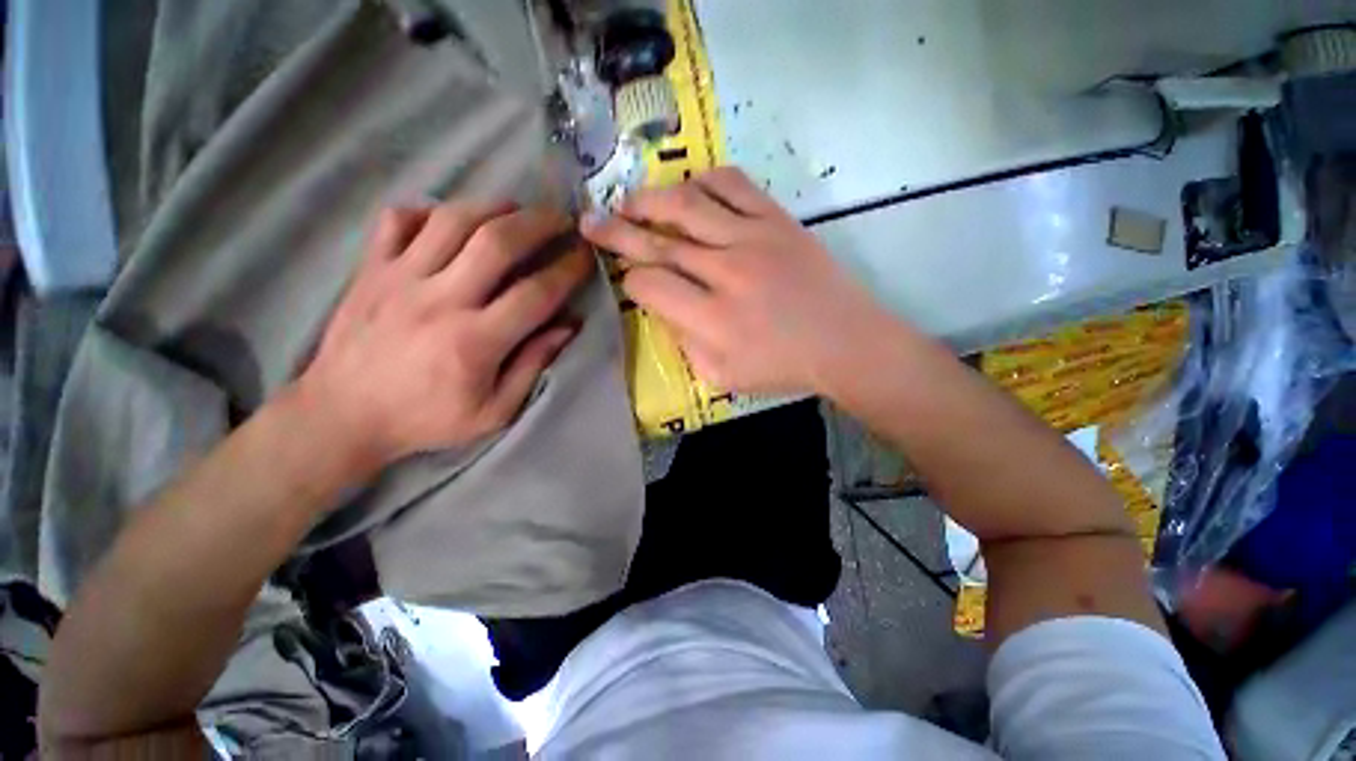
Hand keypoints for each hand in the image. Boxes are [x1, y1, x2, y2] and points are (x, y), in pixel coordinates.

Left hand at [297, 200, 591, 466]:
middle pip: (497, 241)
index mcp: (475, 341)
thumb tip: (568, 326)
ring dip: (493, 207)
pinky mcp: (370, 269)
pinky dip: (429, 210)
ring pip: (452, 219)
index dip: (568, 270)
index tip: (586, 257)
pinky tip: (451, 221)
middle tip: (562, 219)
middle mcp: (439, 300)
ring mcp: (399, 278)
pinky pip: (397, 219)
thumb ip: (533, 366)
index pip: (536, 294)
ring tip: (517, 210)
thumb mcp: (494, 411)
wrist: (342, 416)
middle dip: (539, 222)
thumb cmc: (426, 419)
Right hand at [581, 167, 890, 395]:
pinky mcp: (777, 220)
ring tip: (628, 201)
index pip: (650, 286)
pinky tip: (687, 189)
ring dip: (649, 200)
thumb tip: (662, 309)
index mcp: (712, 319)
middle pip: (658, 242)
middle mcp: (726, 272)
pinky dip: (702, 180)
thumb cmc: (783, 367)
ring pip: (687, 205)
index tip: (625, 278)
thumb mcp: (723, 375)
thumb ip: (684, 344)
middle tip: (589, 220)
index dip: (628, 280)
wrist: (845, 342)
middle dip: (616, 231)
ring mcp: (753, 239)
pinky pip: (733, 185)